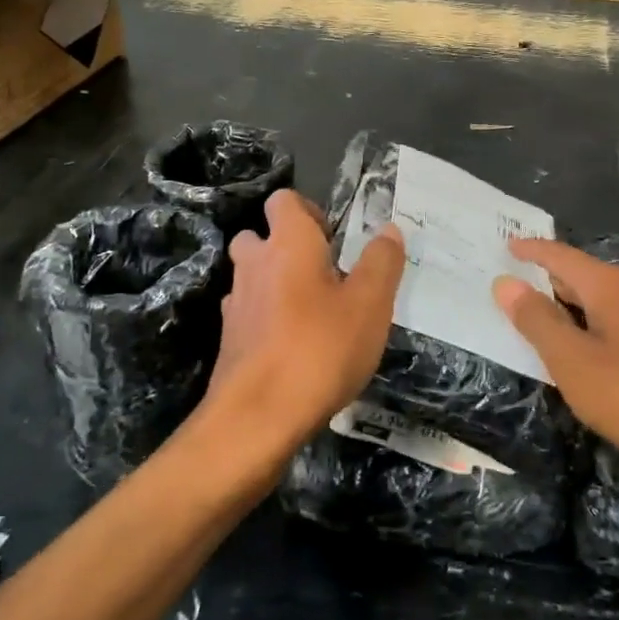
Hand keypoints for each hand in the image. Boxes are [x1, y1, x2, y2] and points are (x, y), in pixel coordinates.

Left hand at [203, 190, 404, 450]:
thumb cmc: (320, 349)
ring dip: (276, 283)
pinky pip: (249, 313)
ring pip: (252, 276)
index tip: (336, 239)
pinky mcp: (229, 340)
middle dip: (286, 247)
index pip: (284, 200)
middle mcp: (254, 263)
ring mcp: (236, 303)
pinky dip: (267, 318)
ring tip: (313, 312)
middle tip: (324, 274)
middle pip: (260, 236)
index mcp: (288, 243)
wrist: (257, 418)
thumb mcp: (370, 304)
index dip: (309, 211)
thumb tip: (389, 229)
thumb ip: (382, 262)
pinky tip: (294, 345)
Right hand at [493, 239, 618, 478]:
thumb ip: (537, 320)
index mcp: (610, 286)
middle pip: (584, 275)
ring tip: (549, 313)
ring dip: (575, 303)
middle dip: (551, 277)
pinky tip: (596, 342)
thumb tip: (506, 283)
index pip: (561, 256)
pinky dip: (598, 322)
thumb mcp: (572, 360)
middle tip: (518, 282)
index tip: (508, 244)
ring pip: (606, 299)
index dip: (532, 250)